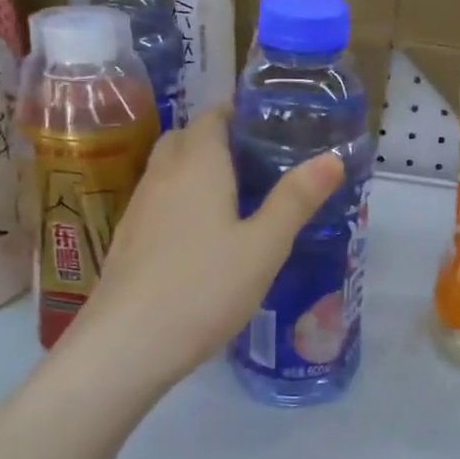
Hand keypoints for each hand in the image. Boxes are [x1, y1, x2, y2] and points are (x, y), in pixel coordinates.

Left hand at [70, 107, 343, 384]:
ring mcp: (139, 209)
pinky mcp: (127, 241)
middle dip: (217, 136)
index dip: (237, 113)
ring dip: (196, 168)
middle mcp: (162, 177)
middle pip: (185, 138)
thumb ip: (296, 200)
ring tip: (235, 194)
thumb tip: (332, 158)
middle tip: (256, 158)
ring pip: (167, 170)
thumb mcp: (264, 246)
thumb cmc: (204, 288)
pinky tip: (203, 235)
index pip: (212, 117)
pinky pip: (158, 201)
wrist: (126, 345)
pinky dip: (181, 199)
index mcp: (198, 166)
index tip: (268, 123)